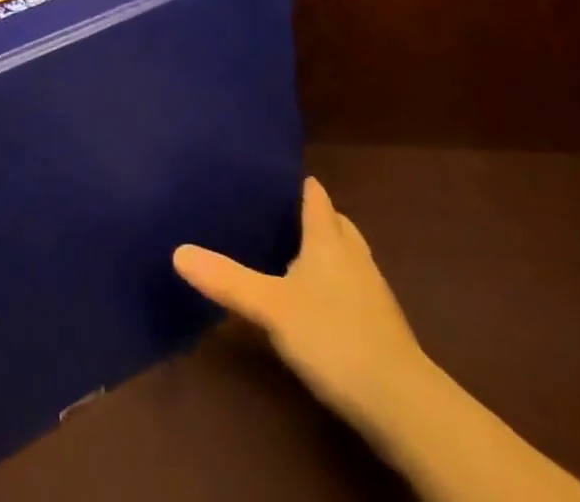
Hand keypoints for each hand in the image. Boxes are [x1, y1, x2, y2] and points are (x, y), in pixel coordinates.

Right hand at [174, 176, 427, 430]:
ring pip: (348, 255)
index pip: (315, 195)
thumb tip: (176, 251)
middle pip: (336, 223)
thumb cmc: (334, 336)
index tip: (273, 175)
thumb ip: (227, 279)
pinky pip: (354, 289)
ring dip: (327, 252)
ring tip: (294, 255)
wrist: (403, 404)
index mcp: (329, 237)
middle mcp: (354, 255)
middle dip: (314, 216)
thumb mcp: (271, 306)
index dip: (297, 183)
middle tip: (279, 216)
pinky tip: (317, 304)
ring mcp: (373, 292)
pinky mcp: (382, 328)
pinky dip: (336, 285)